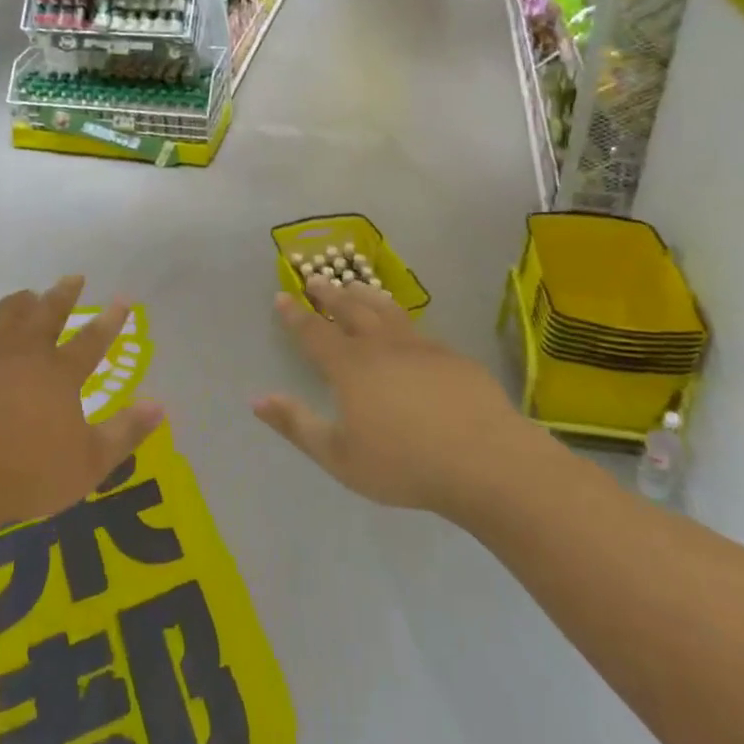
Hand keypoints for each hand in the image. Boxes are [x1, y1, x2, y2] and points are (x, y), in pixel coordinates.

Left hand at [0, 277, 163, 536]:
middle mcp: (23, 352)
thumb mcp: (86, 465)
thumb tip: (159, 405)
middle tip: (74, 278)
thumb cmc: (22, 475)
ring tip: (29, 296)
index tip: (122, 299)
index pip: (92, 339)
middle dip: (65, 293)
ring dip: (22, 302)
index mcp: (58, 373)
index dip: (111, 319)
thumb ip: (125, 434)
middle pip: (48, 311)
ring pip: (7, 313)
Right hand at [255, 277, 522, 515]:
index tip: (282, 296)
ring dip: (365, 295)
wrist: (485, 461)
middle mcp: (382, 346)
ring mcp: (421, 347)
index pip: (314, 332)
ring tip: (356, 286)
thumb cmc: (404, 464)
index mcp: (350, 366)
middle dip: (330, 293)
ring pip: (386, 310)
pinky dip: (400, 319)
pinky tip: (404, 328)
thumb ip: (296, 424)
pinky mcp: (452, 357)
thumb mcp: (339, 455)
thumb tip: (257, 399)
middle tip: (317, 279)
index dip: (295, 314)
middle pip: (350, 309)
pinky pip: (418, 329)